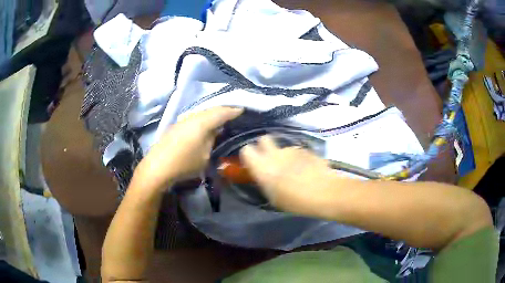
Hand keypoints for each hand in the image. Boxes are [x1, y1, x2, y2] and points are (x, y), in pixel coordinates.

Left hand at [134, 107, 242, 190]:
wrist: (157, 167)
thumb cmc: (184, 163)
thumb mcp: (205, 156)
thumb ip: (212, 141)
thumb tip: (214, 133)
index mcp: (202, 123)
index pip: (222, 112)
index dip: (233, 110)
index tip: (243, 109)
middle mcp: (192, 117)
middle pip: (212, 109)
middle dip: (224, 110)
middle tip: (234, 112)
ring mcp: (183, 120)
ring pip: (202, 112)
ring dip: (213, 114)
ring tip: (222, 118)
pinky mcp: (176, 125)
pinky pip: (195, 117)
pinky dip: (204, 118)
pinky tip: (206, 124)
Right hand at [239, 135, 339, 213]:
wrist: (324, 192)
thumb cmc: (295, 201)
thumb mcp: (274, 197)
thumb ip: (265, 182)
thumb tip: (264, 176)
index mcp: (262, 167)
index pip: (246, 150)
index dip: (248, 154)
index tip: (253, 162)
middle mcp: (274, 154)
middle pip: (263, 139)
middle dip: (264, 146)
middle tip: (271, 159)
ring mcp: (292, 149)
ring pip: (282, 147)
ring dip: (284, 155)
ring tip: (294, 170)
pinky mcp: (306, 150)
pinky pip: (297, 152)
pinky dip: (298, 158)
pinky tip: (307, 169)